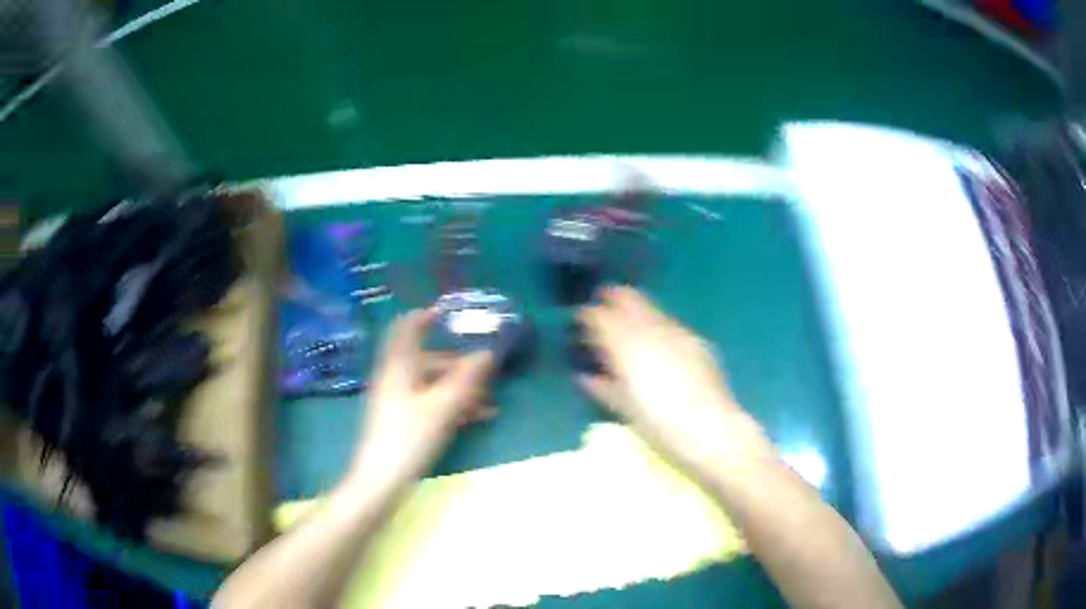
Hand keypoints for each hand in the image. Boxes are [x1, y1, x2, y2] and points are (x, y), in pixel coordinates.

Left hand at [348, 309, 495, 488]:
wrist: (381, 480)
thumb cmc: (409, 437)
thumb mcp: (443, 407)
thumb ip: (467, 378)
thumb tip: (487, 353)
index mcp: (399, 366)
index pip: (407, 327)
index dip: (426, 317)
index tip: (451, 315)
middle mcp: (396, 377)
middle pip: (427, 359)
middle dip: (458, 363)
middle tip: (487, 370)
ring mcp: (397, 400)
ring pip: (431, 383)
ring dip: (459, 388)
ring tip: (490, 402)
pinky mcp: (402, 420)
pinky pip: (429, 402)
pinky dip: (450, 404)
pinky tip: (476, 418)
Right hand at [577, 287, 773, 477]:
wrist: (711, 433)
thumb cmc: (659, 426)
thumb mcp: (623, 408)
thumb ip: (601, 386)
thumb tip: (585, 375)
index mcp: (628, 345)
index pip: (599, 315)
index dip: (587, 315)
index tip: (580, 323)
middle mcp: (653, 329)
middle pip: (626, 298)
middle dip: (611, 302)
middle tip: (601, 316)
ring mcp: (678, 332)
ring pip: (650, 309)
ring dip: (634, 313)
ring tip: (628, 332)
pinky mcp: (698, 342)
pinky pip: (670, 325)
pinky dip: (657, 329)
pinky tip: (659, 349)